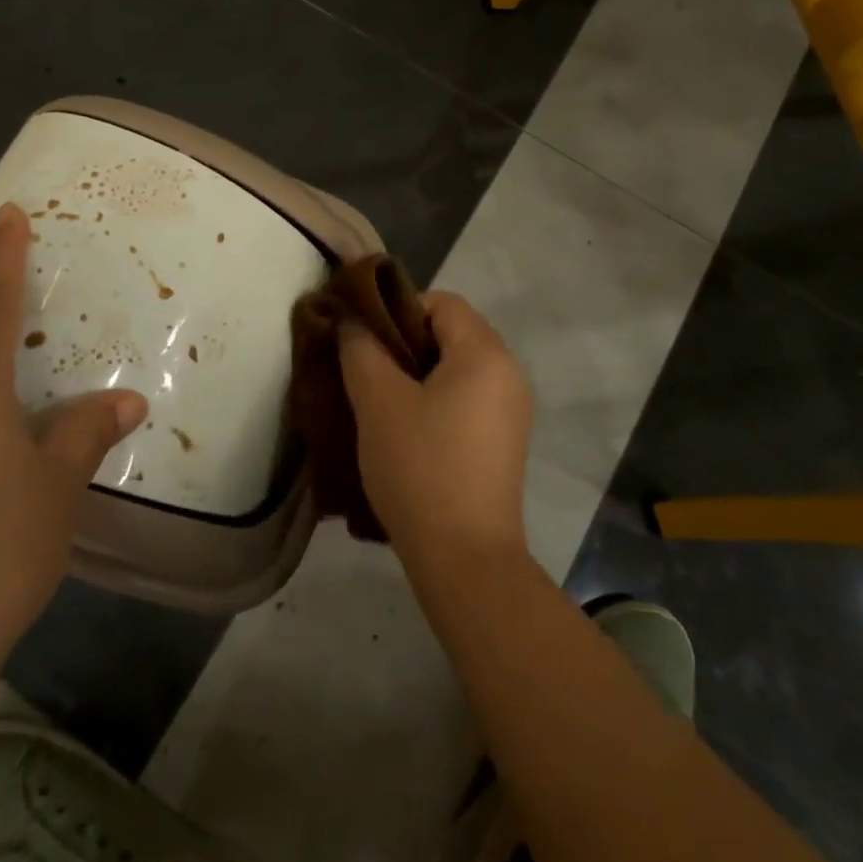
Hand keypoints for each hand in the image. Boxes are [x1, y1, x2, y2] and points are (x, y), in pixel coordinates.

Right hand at [338, 291, 533, 569]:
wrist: (465, 559)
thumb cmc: (421, 467)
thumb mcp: (378, 402)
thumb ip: (360, 348)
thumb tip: (351, 320)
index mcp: (486, 353)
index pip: (441, 302)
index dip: (396, 309)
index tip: (362, 338)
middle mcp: (509, 373)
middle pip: (450, 332)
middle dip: (403, 342)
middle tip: (363, 367)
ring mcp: (511, 410)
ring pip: (455, 368)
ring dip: (415, 373)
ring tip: (377, 399)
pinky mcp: (503, 441)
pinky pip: (465, 398)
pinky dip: (434, 399)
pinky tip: (404, 428)